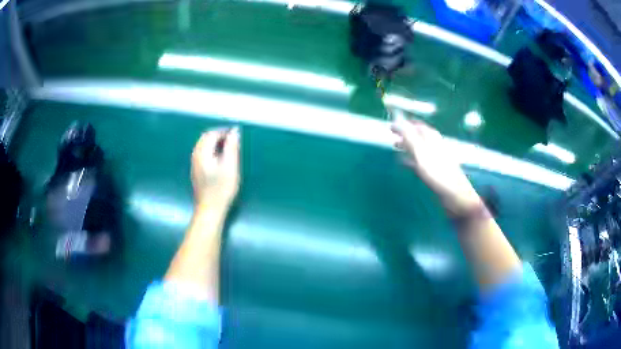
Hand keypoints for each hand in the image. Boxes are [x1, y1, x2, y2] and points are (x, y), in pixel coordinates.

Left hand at [191, 128, 239, 210]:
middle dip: (218, 135)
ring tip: (228, 147)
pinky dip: (211, 150)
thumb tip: (234, 131)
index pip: (212, 134)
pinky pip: (202, 153)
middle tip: (233, 139)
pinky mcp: (196, 171)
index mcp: (202, 152)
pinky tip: (219, 158)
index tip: (237, 134)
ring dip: (214, 142)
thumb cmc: (222, 188)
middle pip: (205, 138)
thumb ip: (232, 147)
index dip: (224, 131)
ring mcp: (194, 164)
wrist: (210, 209)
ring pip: (202, 145)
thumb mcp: (230, 166)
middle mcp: (195, 155)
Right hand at [391, 117, 480, 213]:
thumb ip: (409, 137)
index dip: (405, 123)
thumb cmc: (438, 173)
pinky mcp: (436, 171)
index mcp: (433, 139)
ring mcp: (436, 158)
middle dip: (405, 134)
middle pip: (419, 135)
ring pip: (419, 147)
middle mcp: (435, 145)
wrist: (456, 195)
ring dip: (408, 145)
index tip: (392, 125)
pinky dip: (411, 159)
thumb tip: (397, 120)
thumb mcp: (421, 153)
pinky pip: (420, 161)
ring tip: (395, 146)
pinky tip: (404, 163)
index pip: (418, 125)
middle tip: (392, 135)